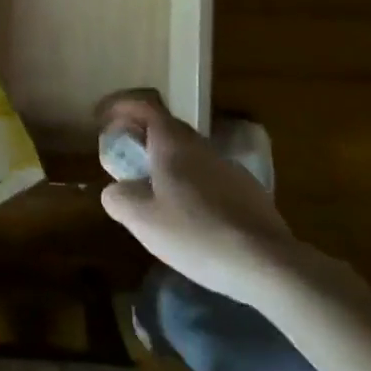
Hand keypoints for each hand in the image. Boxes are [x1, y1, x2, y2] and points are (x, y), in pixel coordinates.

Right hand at [97, 90, 297, 300]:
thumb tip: (115, 190)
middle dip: (142, 138)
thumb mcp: (142, 220)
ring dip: (167, 163)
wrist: (267, 263)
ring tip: (154, 193)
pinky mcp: (248, 192)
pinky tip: (190, 218)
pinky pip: (209, 177)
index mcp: (173, 144)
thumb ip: (118, 198)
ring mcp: (229, 167)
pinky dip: (190, 184)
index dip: (121, 107)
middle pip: (167, 129)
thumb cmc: (196, 234)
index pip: (144, 107)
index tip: (103, 120)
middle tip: (124, 160)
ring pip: (189, 154)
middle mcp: (202, 146)